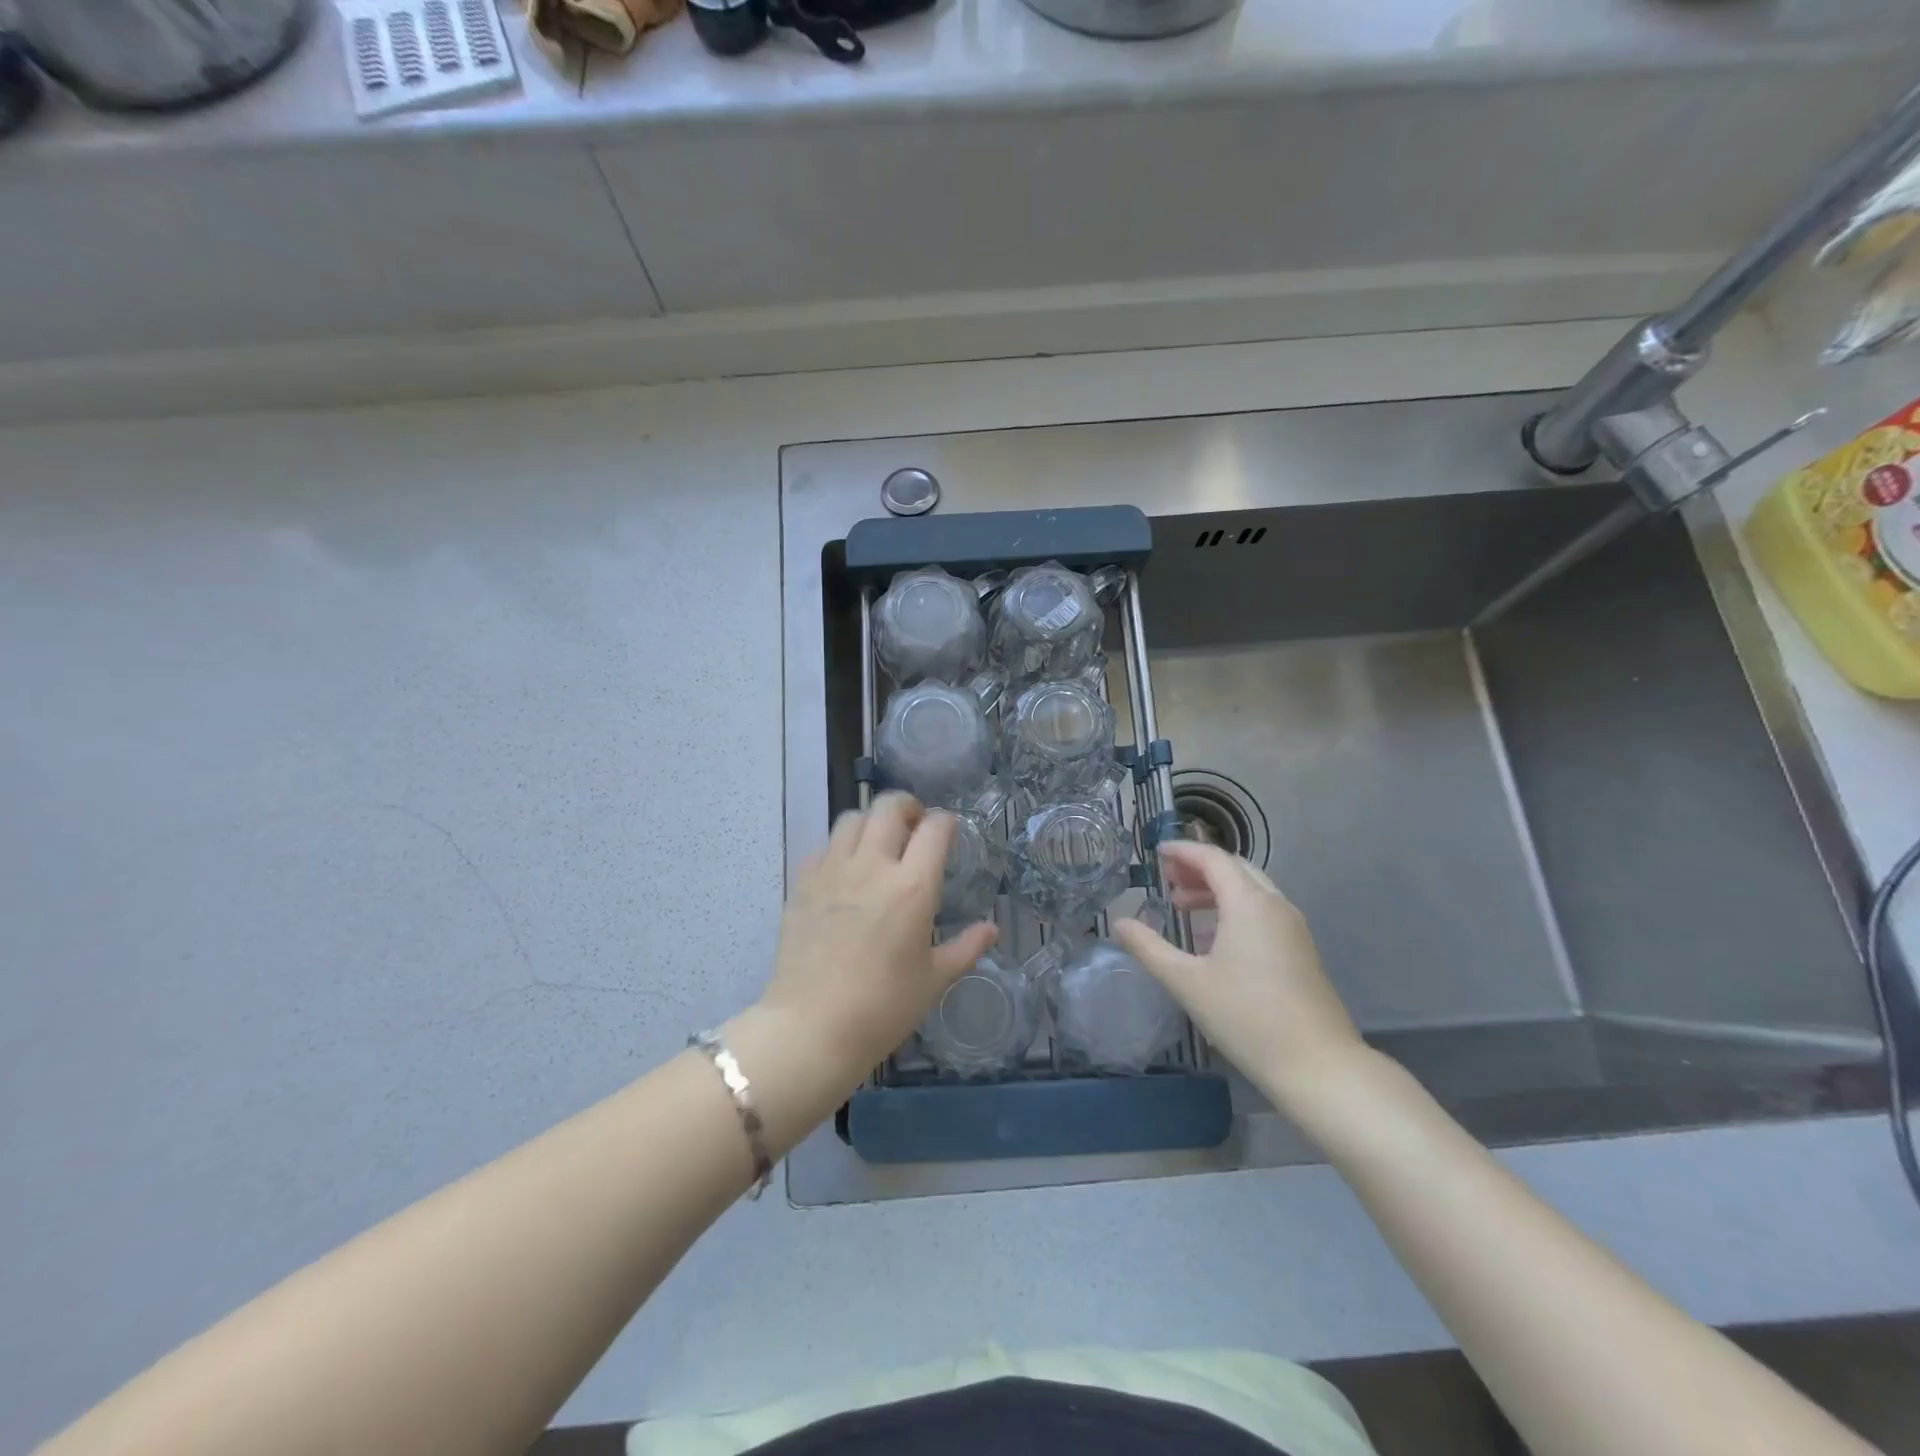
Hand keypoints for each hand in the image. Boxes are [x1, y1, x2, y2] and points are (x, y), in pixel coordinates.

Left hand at [758, 792, 997, 1085]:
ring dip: (872, 821)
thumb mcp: (934, 980)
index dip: (946, 822)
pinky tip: (846, 872)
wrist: (811, 1028)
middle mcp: (872, 865)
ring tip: (879, 844)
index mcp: (912, 886)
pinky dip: (841, 846)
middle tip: (915, 827)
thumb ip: (966, 947)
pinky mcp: (803, 882)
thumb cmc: (883, 1008)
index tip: (949, 832)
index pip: (934, 828)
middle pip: (889, 806)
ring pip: (853, 817)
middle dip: (908, 807)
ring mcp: (832, 870)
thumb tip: (992, 929)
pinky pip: (825, 845)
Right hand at [1112, 840, 1366, 1117]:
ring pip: (1251, 891)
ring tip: (1183, 908)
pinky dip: (1234, 910)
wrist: (1319, 1066)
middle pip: (1235, 869)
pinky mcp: (1301, 951)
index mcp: (1249, 904)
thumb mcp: (1187, 982)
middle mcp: (1275, 906)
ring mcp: (1293, 928)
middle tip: (1167, 881)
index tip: (1156, 853)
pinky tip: (1212, 939)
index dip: (1183, 851)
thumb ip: (1149, 948)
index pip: (1213, 859)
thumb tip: (1119, 923)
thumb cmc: (1247, 1018)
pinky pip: (1263, 912)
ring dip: (1216, 890)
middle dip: (1199, 869)